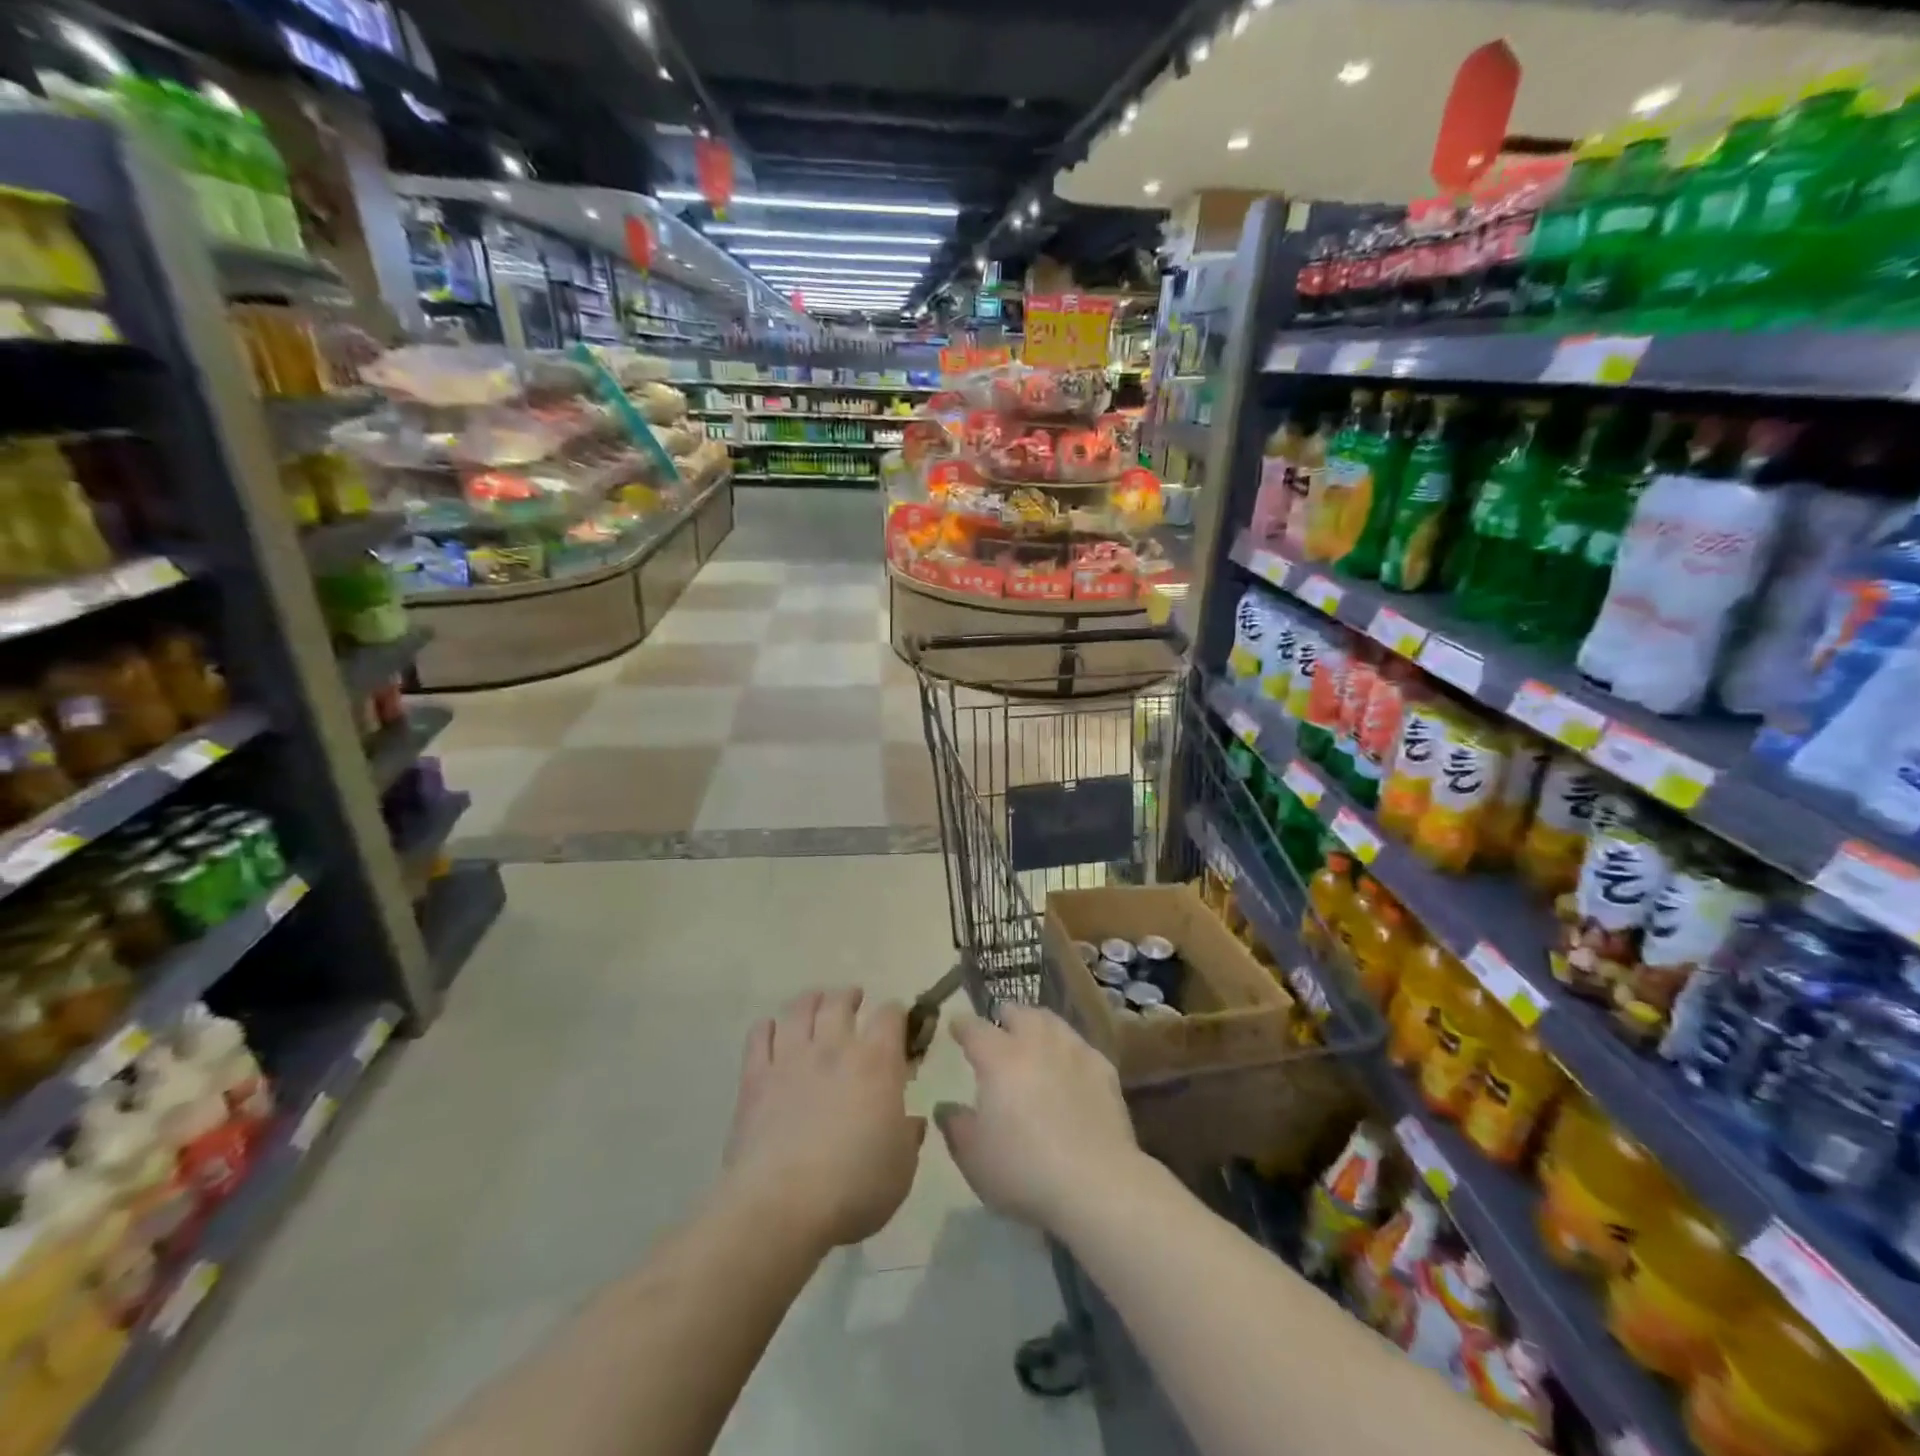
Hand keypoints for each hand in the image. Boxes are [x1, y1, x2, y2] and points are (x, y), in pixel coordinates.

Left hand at [721, 988, 924, 1251]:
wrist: (781, 1205)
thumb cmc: (854, 1187)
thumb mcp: (901, 1170)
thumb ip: (908, 1138)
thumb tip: (911, 1122)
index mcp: (877, 1062)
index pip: (891, 1015)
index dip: (897, 1014)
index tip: (899, 1025)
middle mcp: (834, 1047)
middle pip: (840, 1001)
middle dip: (850, 997)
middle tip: (854, 1001)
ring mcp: (791, 1058)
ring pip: (800, 1009)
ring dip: (811, 1001)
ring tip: (816, 1003)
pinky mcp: (755, 1077)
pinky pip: (759, 1035)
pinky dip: (768, 1027)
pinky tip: (773, 1031)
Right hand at [936, 1005, 1143, 1232]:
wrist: (1096, 1183)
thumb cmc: (1024, 1170)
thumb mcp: (974, 1158)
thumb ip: (956, 1127)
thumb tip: (945, 1108)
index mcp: (998, 1058)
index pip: (974, 1029)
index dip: (962, 1026)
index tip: (956, 1027)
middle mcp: (1035, 1043)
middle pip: (1018, 1013)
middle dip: (1005, 1017)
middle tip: (999, 1030)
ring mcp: (1073, 1051)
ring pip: (1051, 1022)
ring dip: (1038, 1026)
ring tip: (1034, 1040)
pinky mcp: (1103, 1069)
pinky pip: (1080, 1047)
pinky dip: (1068, 1051)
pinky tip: (1069, 1067)